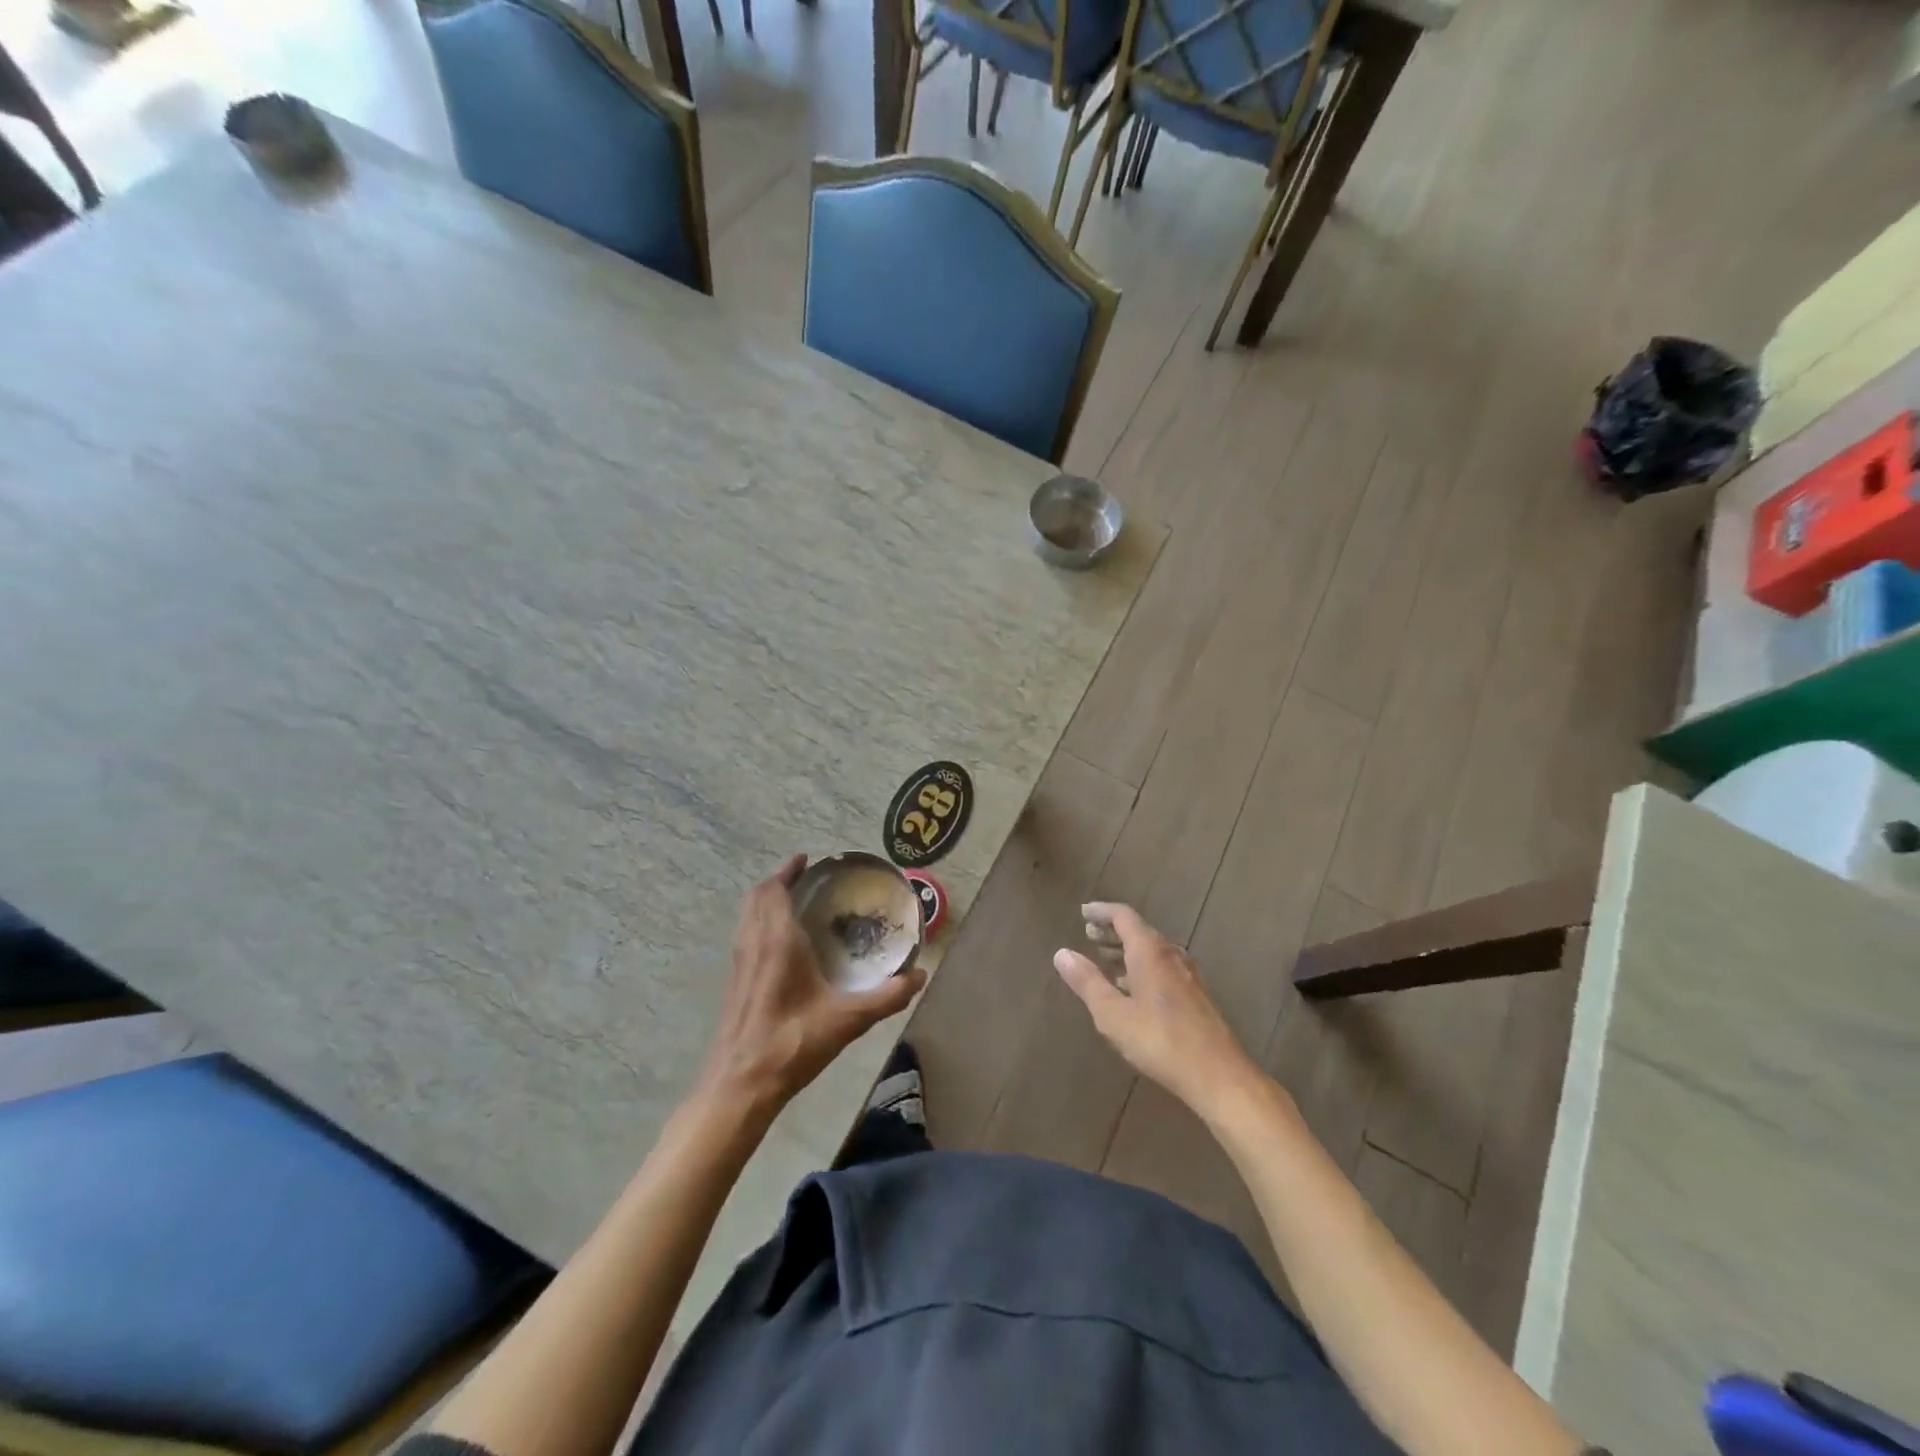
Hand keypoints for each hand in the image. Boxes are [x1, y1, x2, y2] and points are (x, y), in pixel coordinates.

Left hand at [700, 855, 925, 1115]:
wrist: (740, 1086)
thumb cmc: (792, 1043)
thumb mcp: (848, 1019)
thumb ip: (887, 997)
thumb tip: (920, 976)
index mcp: (777, 941)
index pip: (774, 891)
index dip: (787, 871)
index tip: (807, 860)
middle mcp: (753, 945)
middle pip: (757, 898)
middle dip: (778, 882)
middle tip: (805, 879)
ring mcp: (739, 965)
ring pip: (747, 918)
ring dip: (766, 903)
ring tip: (794, 905)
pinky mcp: (734, 985)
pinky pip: (745, 937)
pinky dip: (760, 924)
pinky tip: (781, 947)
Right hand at [1053, 903, 1264, 1120]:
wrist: (1218, 1075)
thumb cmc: (1159, 1041)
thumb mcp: (1112, 1014)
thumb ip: (1087, 982)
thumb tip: (1061, 953)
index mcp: (1150, 951)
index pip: (1123, 916)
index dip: (1102, 911)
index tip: (1083, 912)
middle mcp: (1171, 955)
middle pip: (1139, 931)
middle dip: (1112, 931)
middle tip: (1089, 934)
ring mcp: (1188, 975)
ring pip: (1152, 951)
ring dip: (1127, 950)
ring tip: (1106, 960)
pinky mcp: (1196, 995)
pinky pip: (1163, 967)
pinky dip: (1142, 966)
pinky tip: (1134, 989)